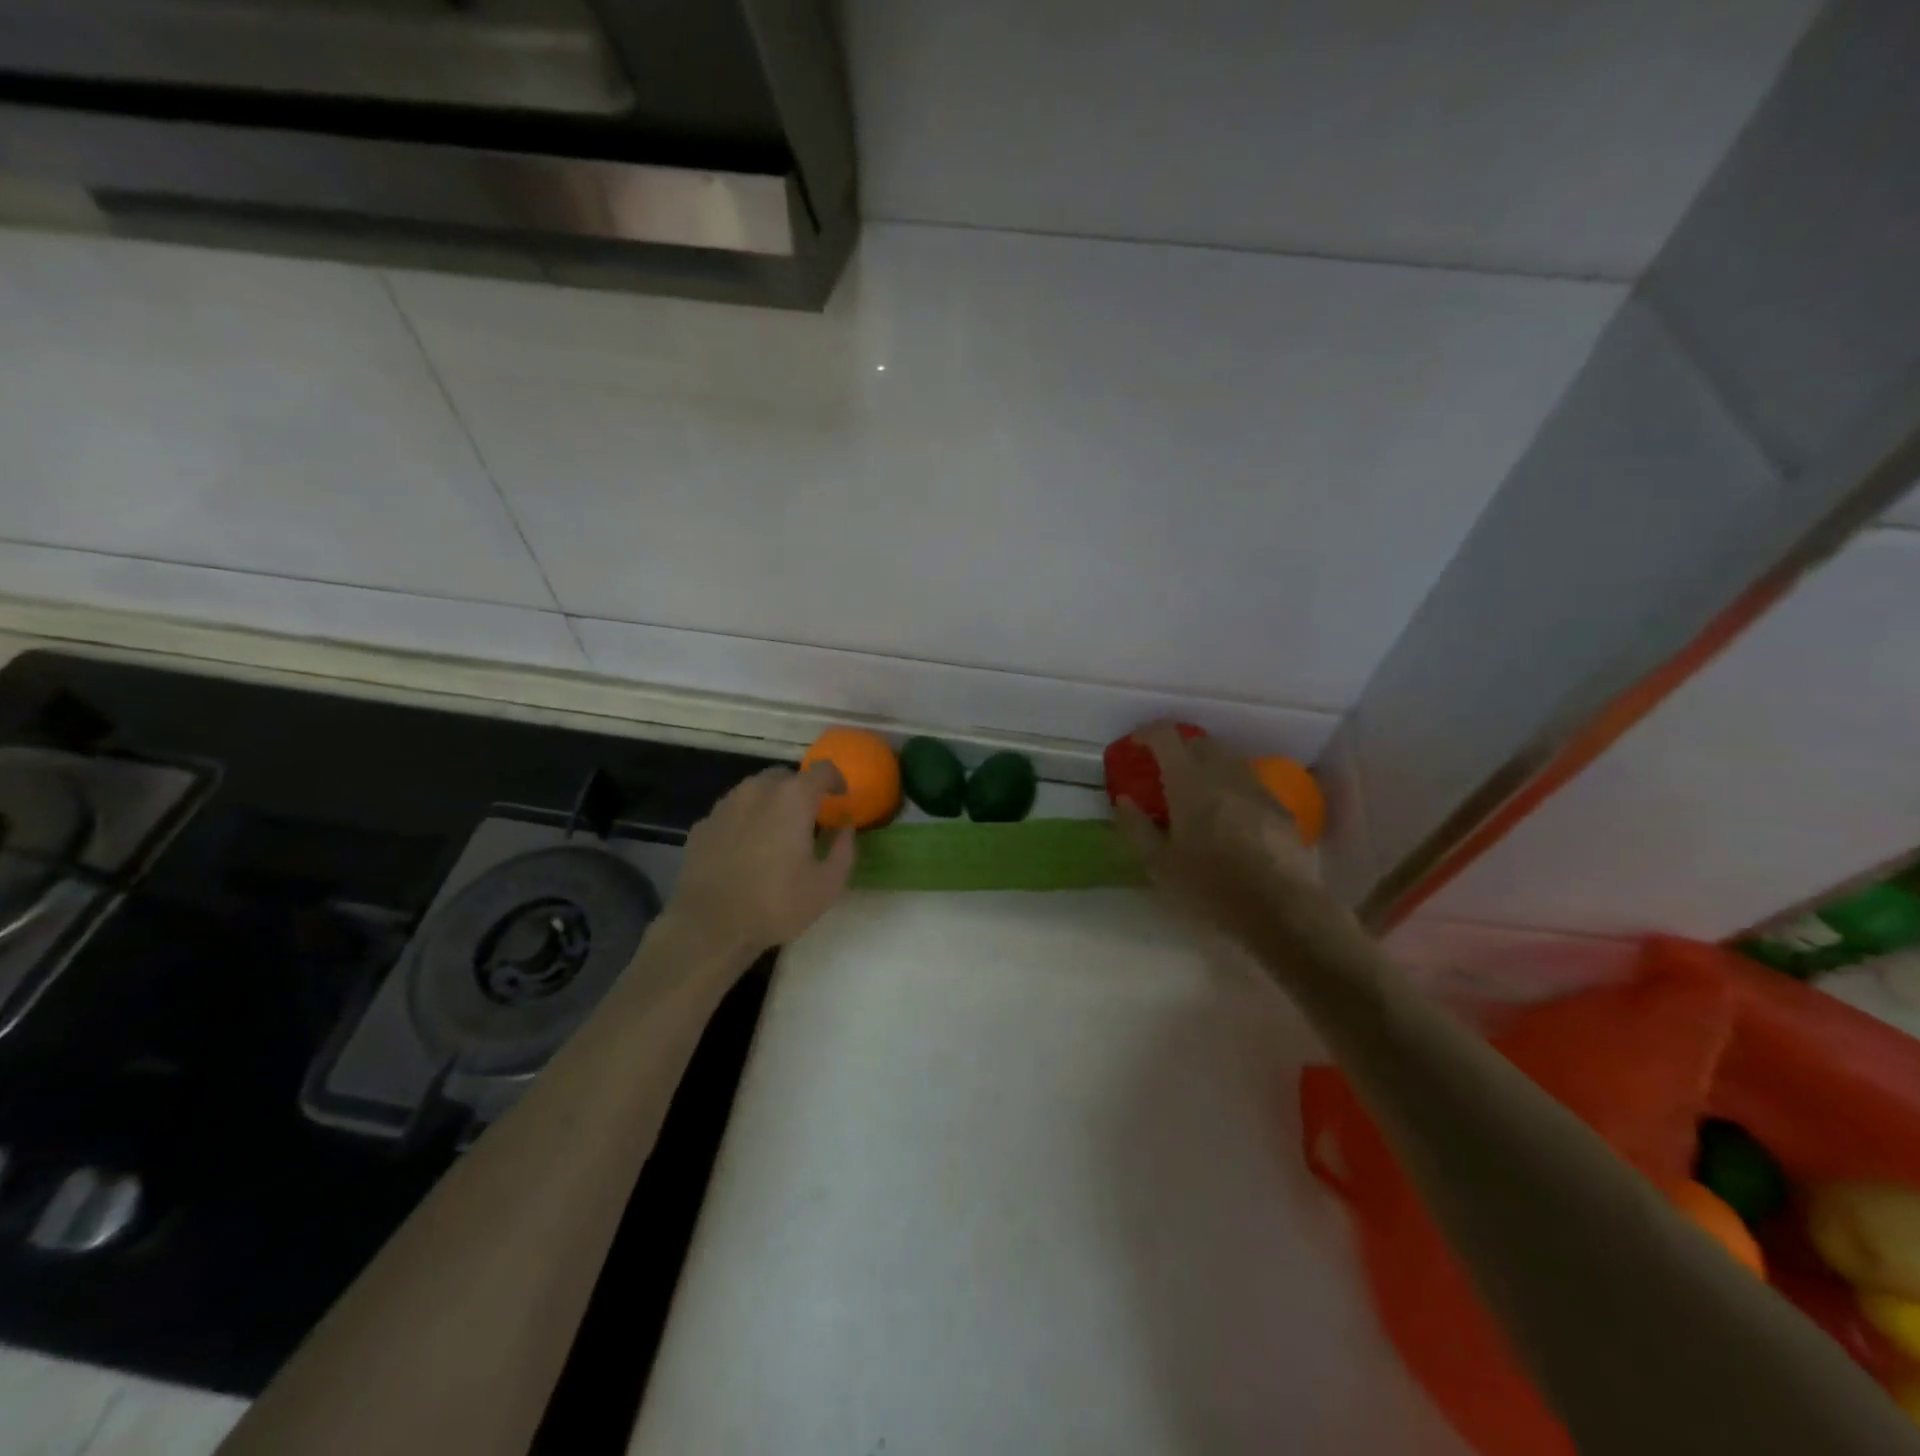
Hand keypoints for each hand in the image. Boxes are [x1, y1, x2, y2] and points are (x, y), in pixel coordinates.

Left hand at [662, 762, 855, 963]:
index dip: (836, 780)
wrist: (709, 927)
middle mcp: (757, 790)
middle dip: (800, 790)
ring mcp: (725, 805)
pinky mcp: (702, 825)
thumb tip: (845, 827)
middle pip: (785, 776)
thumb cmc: (776, 904)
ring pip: (754, 790)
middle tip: (808, 818)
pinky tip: (746, 849)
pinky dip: (745, 821)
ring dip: (770, 803)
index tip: (840, 798)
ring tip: (776, 833)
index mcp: (793, 798)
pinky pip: (732, 812)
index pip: (822, 770)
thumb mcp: (828, 885)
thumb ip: (844, 849)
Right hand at [1114, 723, 1320, 946]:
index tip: (1136, 744)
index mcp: (1189, 783)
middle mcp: (1224, 774)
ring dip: (1206, 765)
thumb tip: (1124, 801)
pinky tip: (1228, 816)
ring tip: (1195, 791)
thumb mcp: (1159, 864)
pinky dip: (1231, 787)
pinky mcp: (1279, 807)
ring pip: (1227, 759)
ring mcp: (1256, 788)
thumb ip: (1136, 828)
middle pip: (1199, 741)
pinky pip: (1248, 783)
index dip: (1148, 732)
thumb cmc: (1211, 887)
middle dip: (1178, 746)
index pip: (1166, 736)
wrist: (1281, 910)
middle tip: (1163, 769)